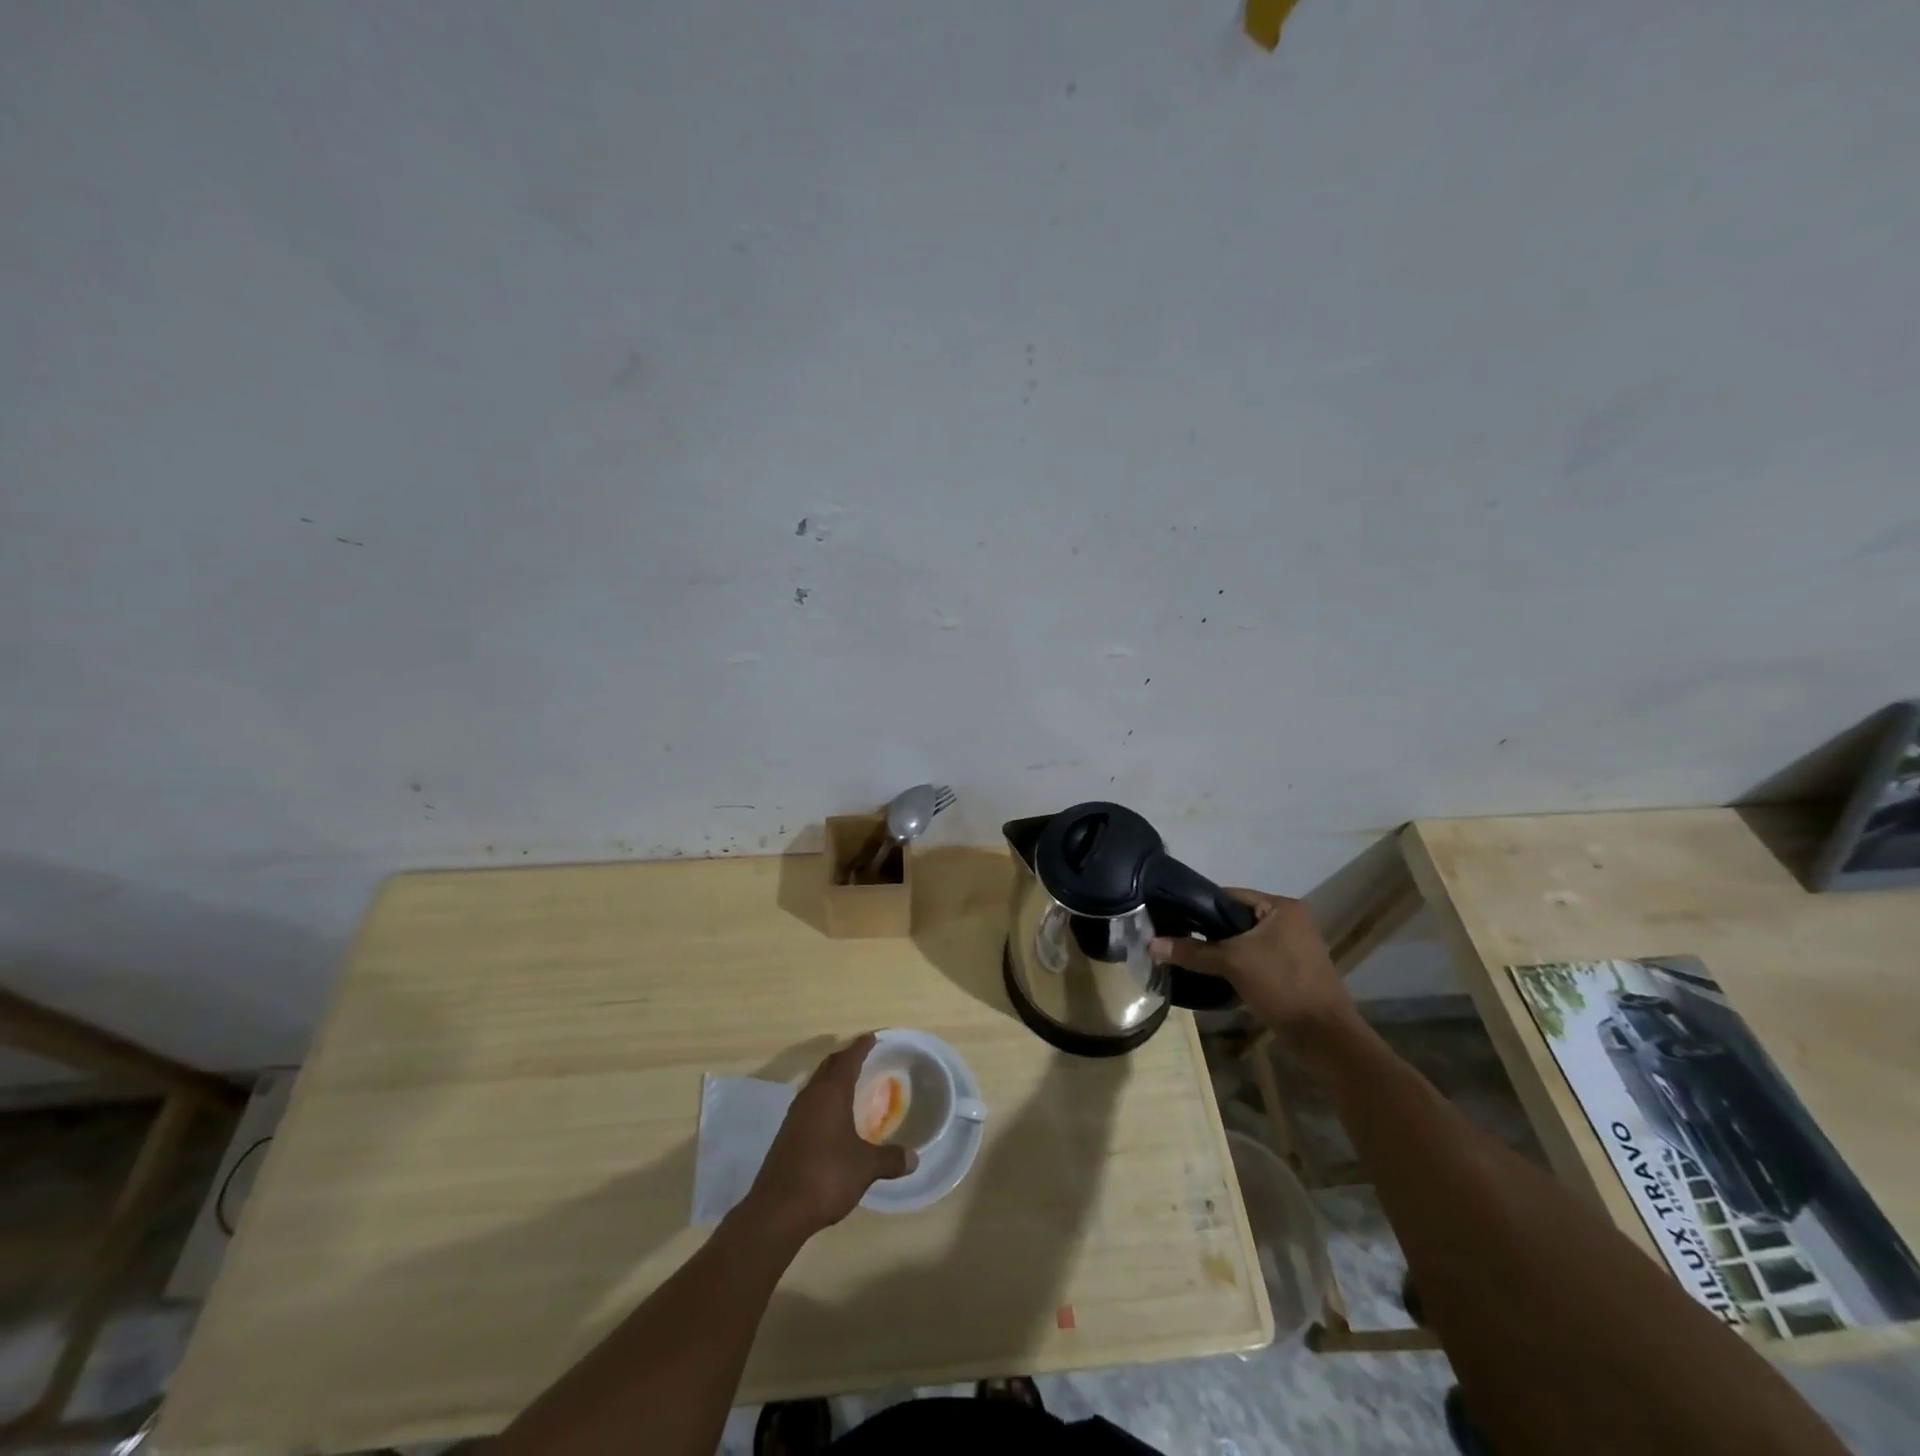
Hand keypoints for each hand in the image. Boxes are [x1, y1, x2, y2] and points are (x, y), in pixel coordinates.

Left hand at [743, 1033, 916, 1241]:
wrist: (777, 1210)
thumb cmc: (826, 1176)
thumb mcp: (865, 1167)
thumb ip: (889, 1159)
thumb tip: (914, 1158)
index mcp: (831, 1093)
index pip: (848, 1059)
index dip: (861, 1046)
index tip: (872, 1037)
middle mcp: (810, 1097)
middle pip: (828, 1066)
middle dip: (845, 1058)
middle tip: (862, 1056)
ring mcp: (795, 1116)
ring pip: (816, 1085)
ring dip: (831, 1079)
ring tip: (848, 1084)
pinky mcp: (786, 1135)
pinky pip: (809, 1104)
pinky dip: (822, 1100)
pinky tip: (831, 1117)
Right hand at [1150, 889, 1356, 1037]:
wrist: (1324, 1036)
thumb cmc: (1282, 986)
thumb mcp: (1233, 963)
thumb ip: (1192, 951)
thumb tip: (1151, 944)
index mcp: (1282, 907)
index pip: (1230, 896)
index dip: (1199, 906)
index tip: (1172, 918)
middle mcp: (1290, 920)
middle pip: (1236, 918)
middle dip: (1208, 931)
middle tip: (1177, 939)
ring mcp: (1293, 946)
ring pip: (1245, 940)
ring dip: (1222, 949)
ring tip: (1190, 956)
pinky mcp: (1292, 969)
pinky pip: (1255, 957)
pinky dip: (1236, 964)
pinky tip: (1214, 974)